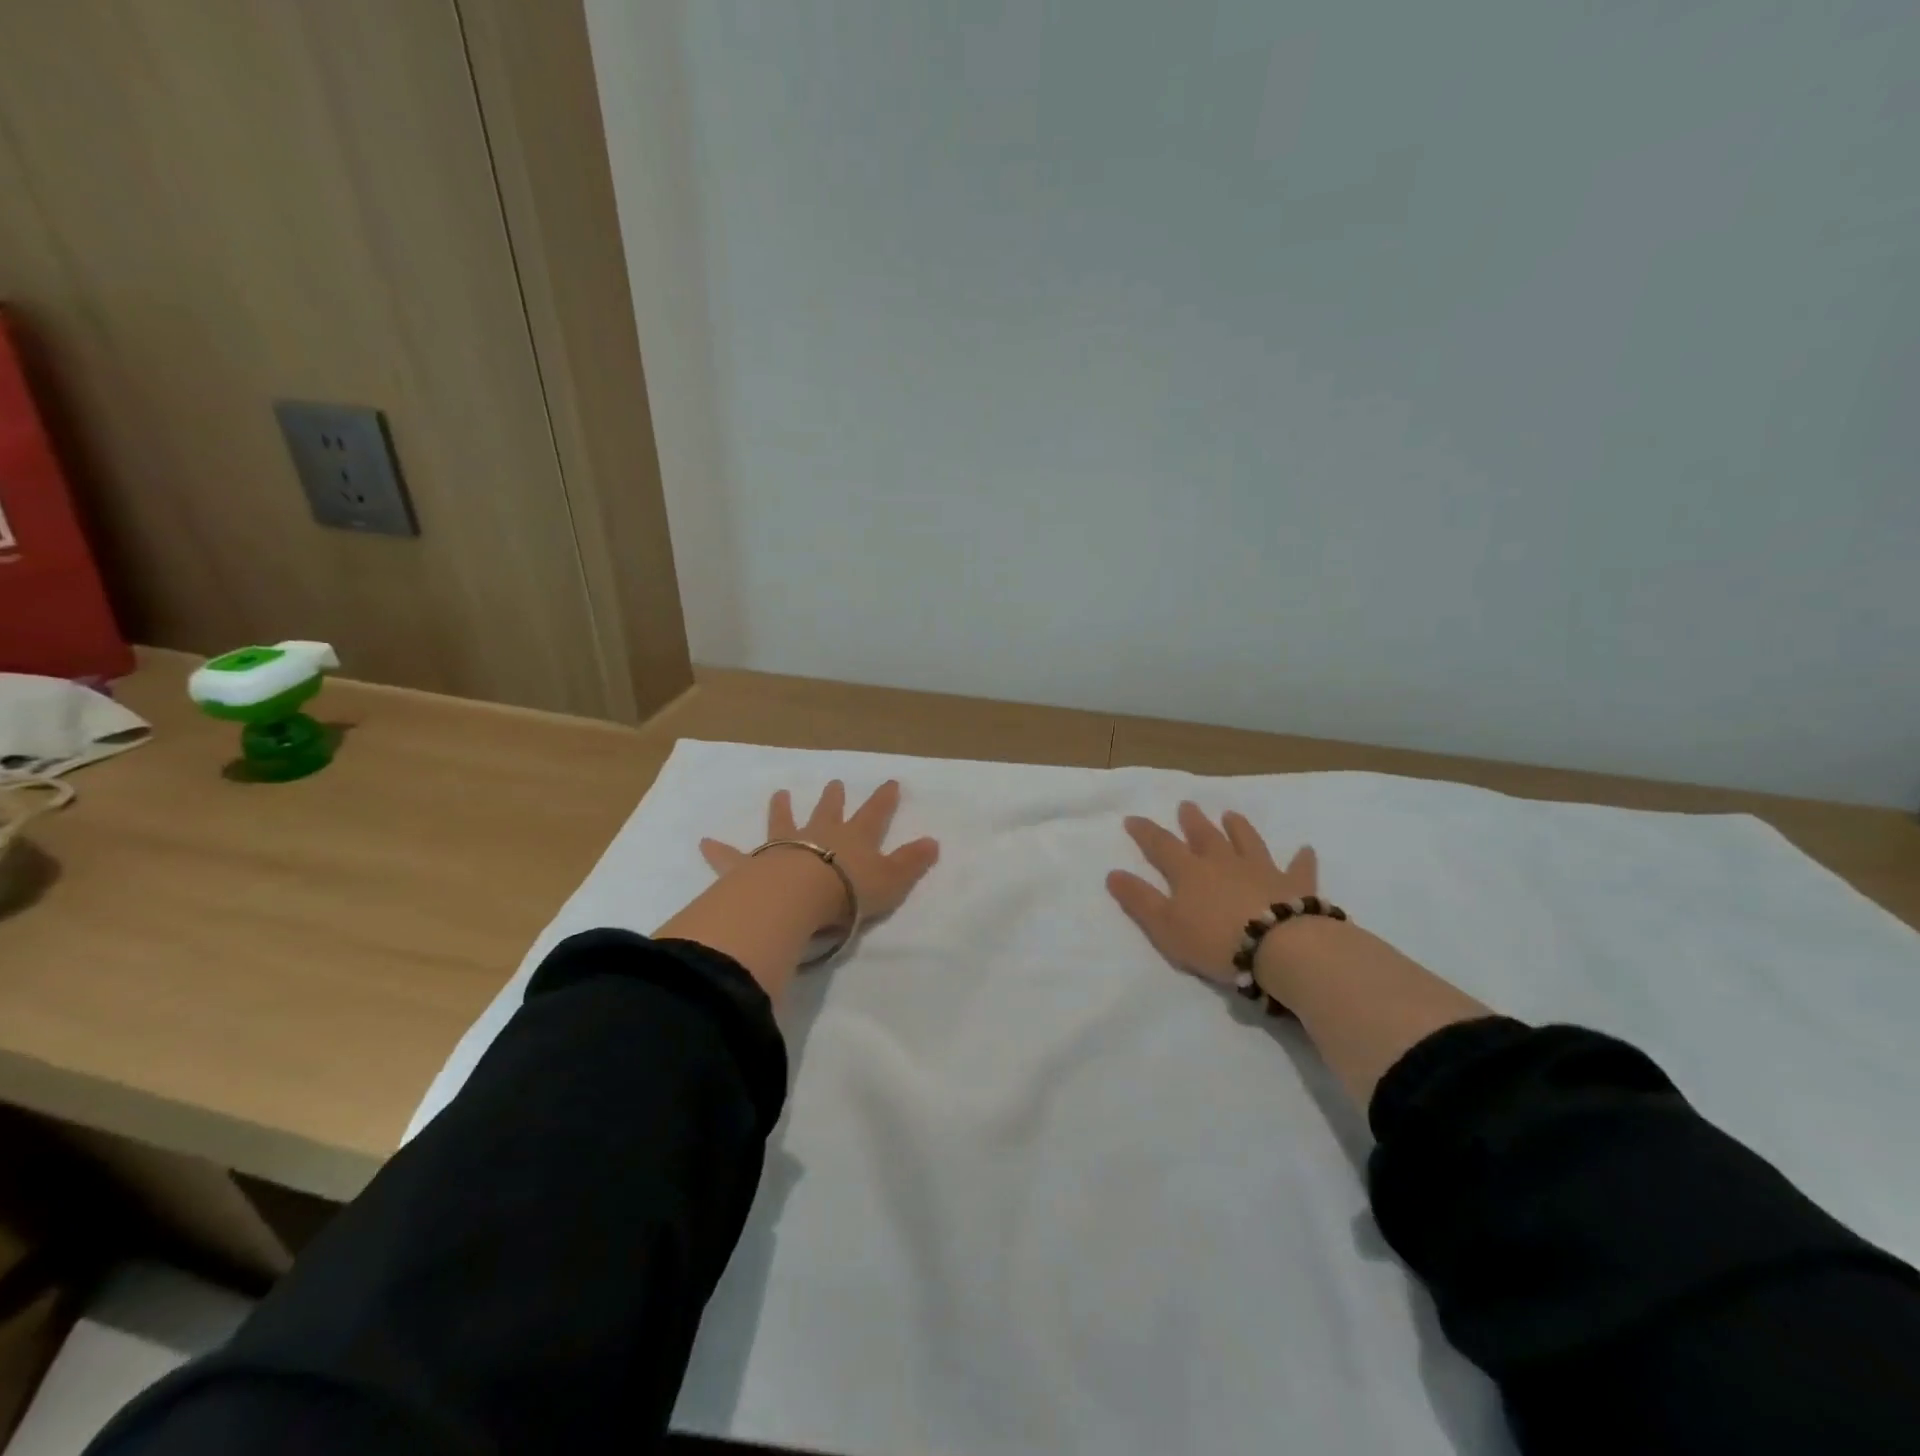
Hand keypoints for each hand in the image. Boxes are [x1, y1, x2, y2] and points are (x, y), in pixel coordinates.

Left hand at [700, 779, 939, 925]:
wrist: (797, 897)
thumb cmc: (848, 892)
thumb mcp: (891, 881)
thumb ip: (911, 863)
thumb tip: (934, 842)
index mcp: (853, 838)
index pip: (874, 814)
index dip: (884, 800)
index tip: (890, 782)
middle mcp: (819, 834)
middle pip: (828, 811)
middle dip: (833, 798)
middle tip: (834, 783)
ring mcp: (783, 845)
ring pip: (783, 822)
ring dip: (782, 809)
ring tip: (781, 793)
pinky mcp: (752, 864)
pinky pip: (732, 856)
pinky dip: (719, 851)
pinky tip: (703, 843)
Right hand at [1106, 802, 1318, 983]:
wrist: (1280, 948)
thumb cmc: (1215, 941)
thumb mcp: (1165, 926)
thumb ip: (1139, 899)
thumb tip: (1113, 873)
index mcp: (1190, 872)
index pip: (1162, 846)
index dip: (1145, 832)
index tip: (1132, 819)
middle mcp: (1224, 863)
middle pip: (1205, 836)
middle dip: (1193, 821)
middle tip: (1187, 805)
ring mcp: (1262, 871)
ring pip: (1247, 842)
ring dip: (1238, 828)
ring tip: (1232, 815)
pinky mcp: (1294, 886)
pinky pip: (1298, 869)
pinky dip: (1301, 859)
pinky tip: (1306, 849)